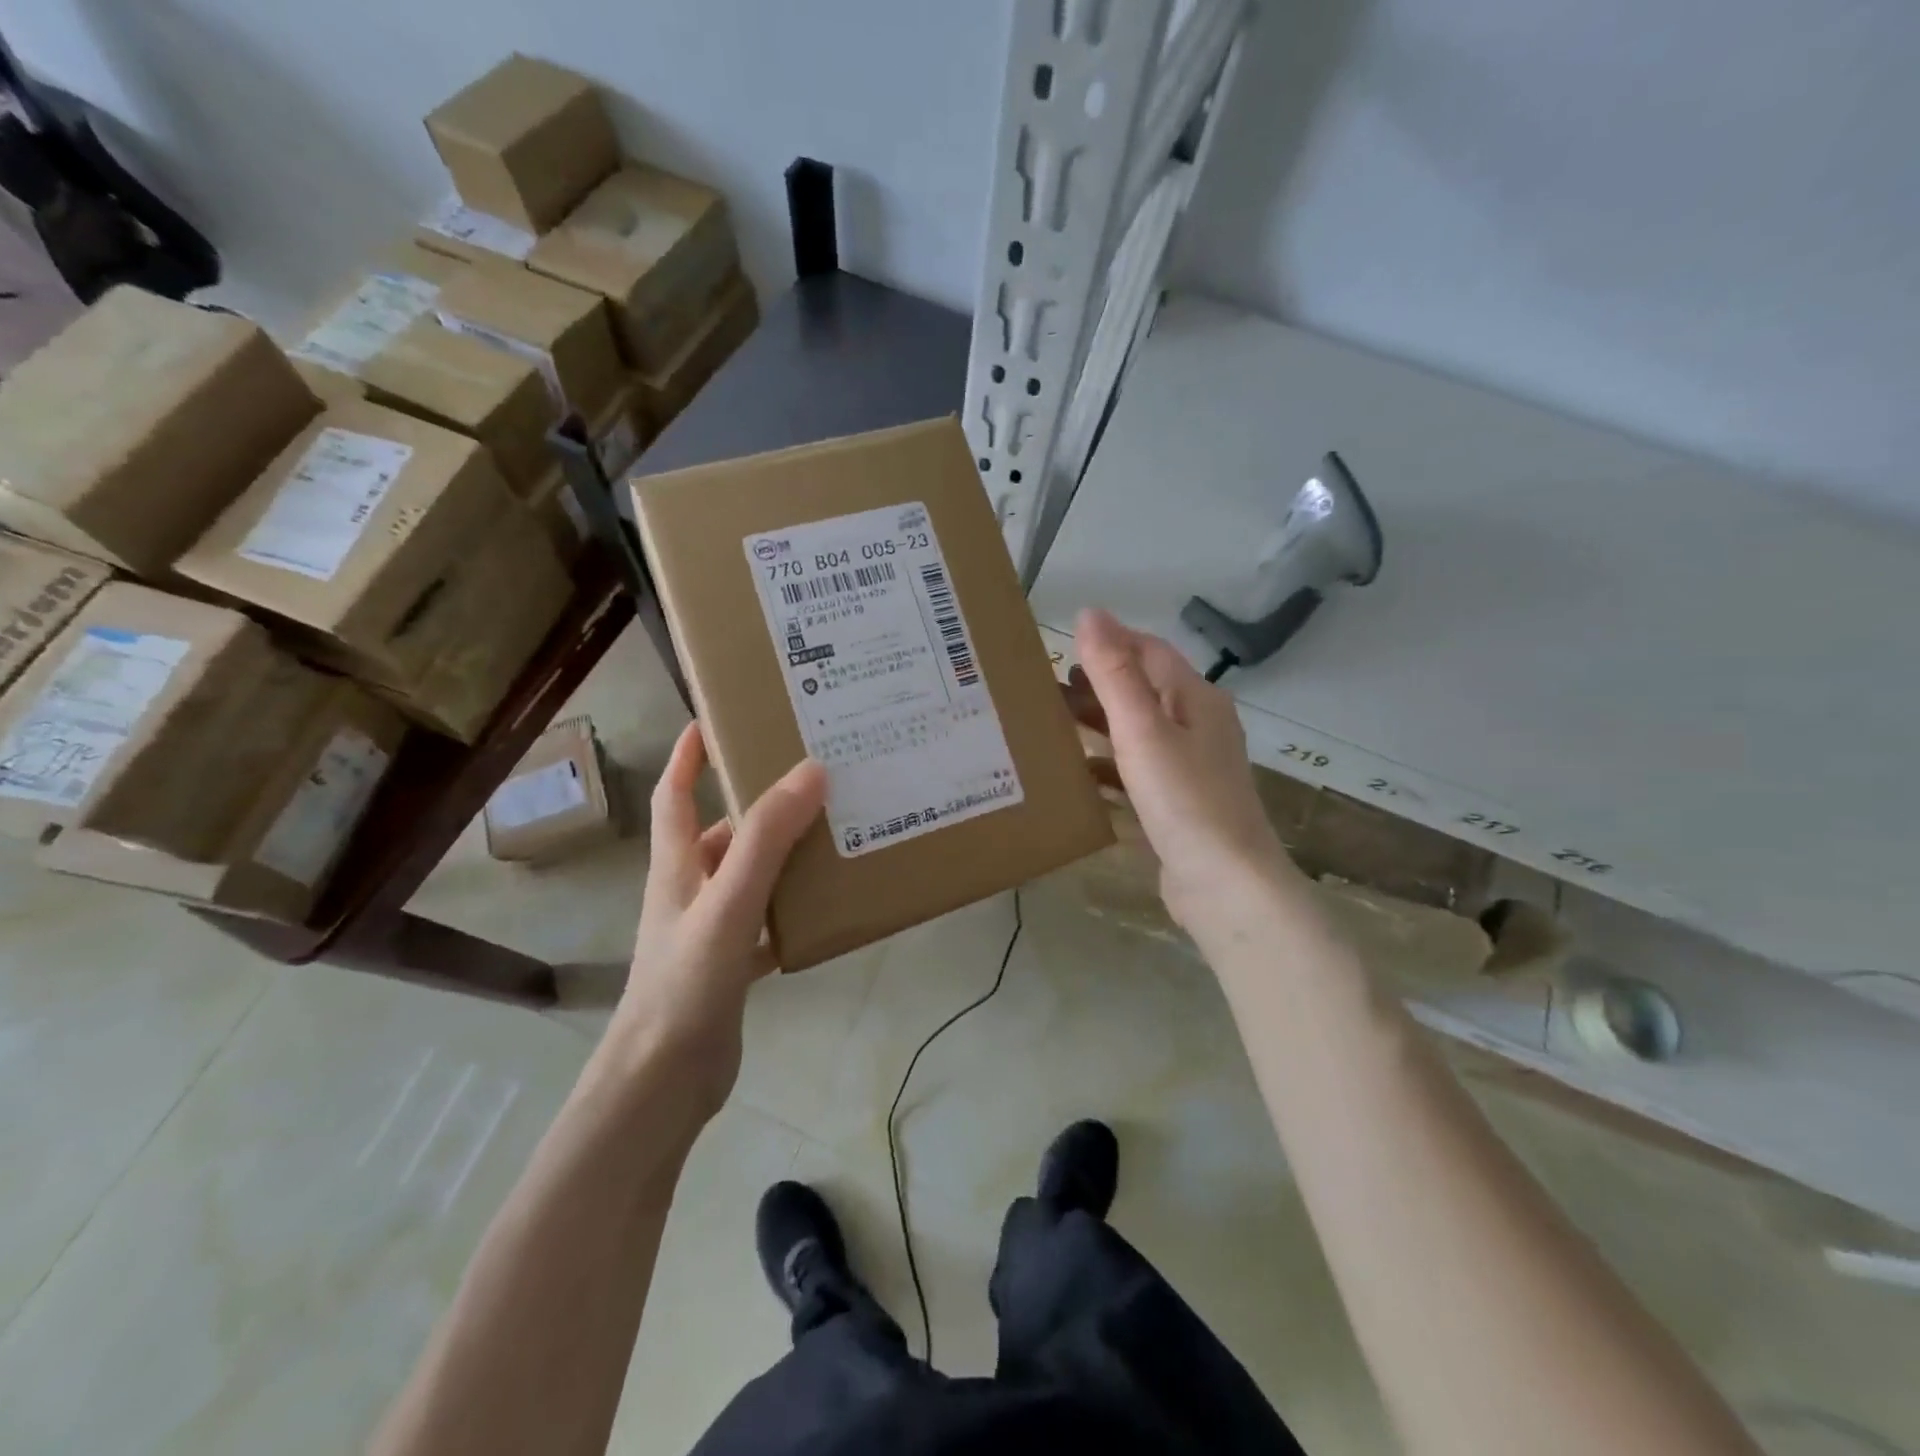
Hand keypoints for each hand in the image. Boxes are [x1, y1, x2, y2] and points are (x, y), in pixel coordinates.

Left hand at [612, 721, 826, 1110]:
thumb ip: (766, 839)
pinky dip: (790, 910)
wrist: (664, 1080)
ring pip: (748, 877)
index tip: (711, 720)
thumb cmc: (687, 982)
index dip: (688, 756)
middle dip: (757, 804)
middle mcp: (690, 890)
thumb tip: (811, 771)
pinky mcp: (729, 965)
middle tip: (809, 779)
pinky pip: (765, 922)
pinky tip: (825, 908)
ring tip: (831, 835)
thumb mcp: (729, 902)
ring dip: (781, 856)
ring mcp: (709, 930)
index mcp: (678, 866)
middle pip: (722, 833)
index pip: (674, 794)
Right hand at [1072, 609, 1300, 934]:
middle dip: (1097, 685)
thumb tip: (1090, 613)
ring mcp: (1191, 768)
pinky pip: (1137, 771)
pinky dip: (1108, 765)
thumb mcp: (1142, 730)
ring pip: (1138, 732)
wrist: (1224, 885)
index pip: (1150, 650)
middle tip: (1045, 687)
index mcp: (1197, 699)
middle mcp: (1199, 726)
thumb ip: (1114, 673)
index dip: (1109, 641)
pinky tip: (1077, 775)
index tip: (1062, 644)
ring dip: (1099, 725)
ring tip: (1051, 725)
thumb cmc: (1184, 799)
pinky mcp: (1179, 804)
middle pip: (1143, 691)